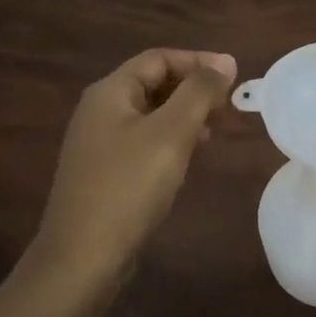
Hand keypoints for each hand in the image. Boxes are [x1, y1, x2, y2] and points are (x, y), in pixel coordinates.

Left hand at [33, 48, 237, 280]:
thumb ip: (199, 92)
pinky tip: (188, 157)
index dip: (198, 61)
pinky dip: (171, 139)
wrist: (82, 258)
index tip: (233, 77)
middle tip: (228, 105)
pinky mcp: (105, 172)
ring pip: (151, 114)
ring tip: (215, 129)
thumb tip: (225, 62)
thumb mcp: (171, 133)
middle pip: (153, 83)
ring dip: (185, 115)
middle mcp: (100, 111)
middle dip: (193, 89)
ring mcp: (99, 143)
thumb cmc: (128, 187)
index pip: (158, 58)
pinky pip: (144, 141)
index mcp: (110, 92)